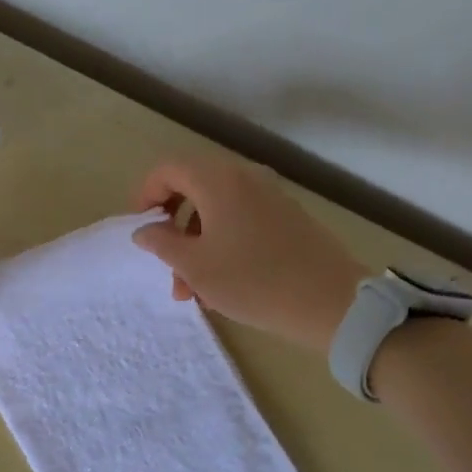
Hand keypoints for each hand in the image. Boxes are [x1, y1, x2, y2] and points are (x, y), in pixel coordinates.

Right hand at [131, 155, 368, 352]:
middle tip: (165, 264)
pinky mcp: (287, 218)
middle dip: (172, 228)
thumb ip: (161, 243)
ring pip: (216, 211)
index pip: (168, 169)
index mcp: (218, 180)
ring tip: (192, 292)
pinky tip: (221, 286)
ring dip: (195, 245)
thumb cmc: (253, 281)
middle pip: (192, 188)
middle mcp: (244, 177)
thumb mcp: (195, 266)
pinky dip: (221, 245)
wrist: (331, 302)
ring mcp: (270, 197)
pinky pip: (241, 221)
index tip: (141, 229)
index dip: (146, 195)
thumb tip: (144, 229)